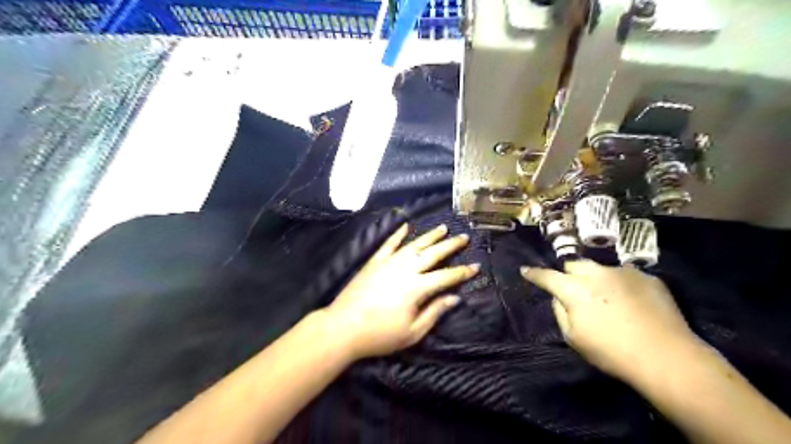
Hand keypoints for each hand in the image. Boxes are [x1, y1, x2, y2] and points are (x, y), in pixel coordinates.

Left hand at [325, 224, 477, 358]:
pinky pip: (388, 244)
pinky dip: (398, 234)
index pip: (446, 276)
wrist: (343, 327)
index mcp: (417, 288)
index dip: (463, 272)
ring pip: (414, 244)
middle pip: (433, 253)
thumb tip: (454, 298)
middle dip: (451, 245)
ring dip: (430, 235)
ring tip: (443, 227)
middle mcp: (405, 269)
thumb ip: (434, 312)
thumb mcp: (412, 332)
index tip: (476, 265)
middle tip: (464, 237)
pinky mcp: (374, 261)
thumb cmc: (380, 335)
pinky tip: (405, 226)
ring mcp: (388, 263)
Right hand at [523, 262, 693, 382]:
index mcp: (574, 289)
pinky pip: (625, 276)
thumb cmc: (611, 351)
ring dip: (597, 279)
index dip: (534, 274)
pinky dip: (621, 285)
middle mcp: (596, 273)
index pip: (547, 276)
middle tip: (575, 291)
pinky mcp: (647, 277)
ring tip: (608, 299)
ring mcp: (623, 272)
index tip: (525, 270)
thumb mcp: (573, 337)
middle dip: (569, 274)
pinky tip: (632, 303)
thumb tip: (558, 297)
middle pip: (574, 265)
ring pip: (600, 269)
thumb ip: (559, 311)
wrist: (666, 357)